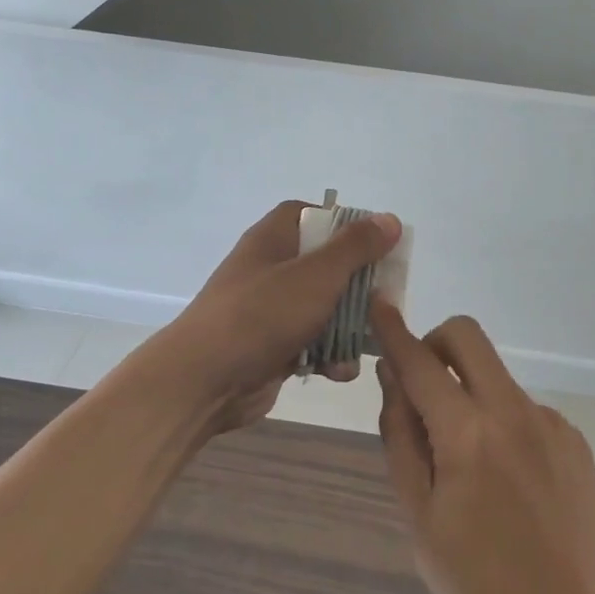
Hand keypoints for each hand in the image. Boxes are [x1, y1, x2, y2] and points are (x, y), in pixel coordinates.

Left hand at [141, 201, 400, 433]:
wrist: (205, 380)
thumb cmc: (262, 314)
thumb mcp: (316, 274)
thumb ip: (355, 247)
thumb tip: (389, 219)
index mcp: (274, 238)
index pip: (312, 213)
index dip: (344, 224)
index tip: (375, 242)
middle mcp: (271, 268)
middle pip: (325, 263)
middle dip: (357, 285)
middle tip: (384, 300)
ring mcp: (270, 309)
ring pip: (323, 307)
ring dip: (348, 327)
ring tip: (366, 342)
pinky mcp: (273, 346)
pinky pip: (312, 343)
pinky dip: (328, 356)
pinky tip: (338, 372)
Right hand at [372, 300, 594, 593]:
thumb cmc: (474, 583)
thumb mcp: (417, 514)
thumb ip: (400, 435)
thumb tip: (392, 376)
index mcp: (467, 435)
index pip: (419, 363)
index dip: (393, 330)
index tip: (377, 303)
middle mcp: (513, 413)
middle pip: (468, 336)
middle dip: (435, 343)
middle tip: (422, 385)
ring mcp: (549, 423)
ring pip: (494, 375)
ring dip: (469, 391)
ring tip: (467, 461)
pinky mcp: (573, 439)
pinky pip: (522, 407)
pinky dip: (500, 420)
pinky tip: (505, 478)